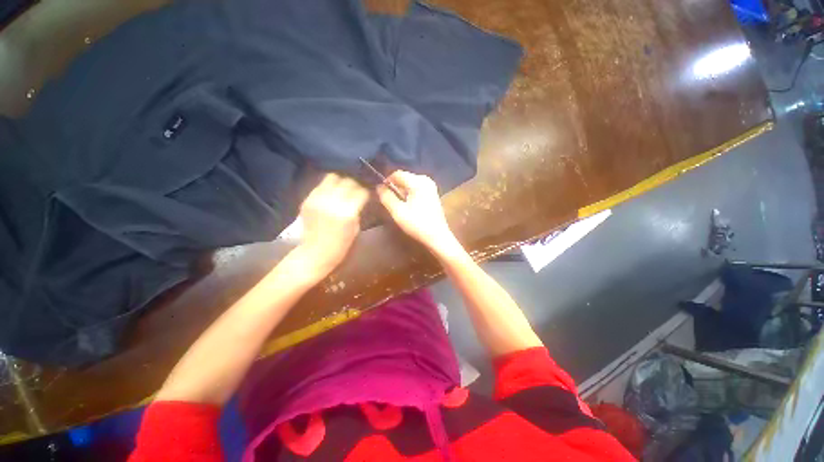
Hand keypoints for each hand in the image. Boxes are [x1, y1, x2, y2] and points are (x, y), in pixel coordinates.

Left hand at [294, 173, 368, 278]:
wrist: (315, 253)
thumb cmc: (341, 245)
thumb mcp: (356, 228)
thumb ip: (357, 210)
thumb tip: (360, 198)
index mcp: (347, 212)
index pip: (361, 191)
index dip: (366, 192)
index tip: (367, 195)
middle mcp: (333, 202)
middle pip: (348, 181)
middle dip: (355, 185)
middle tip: (356, 190)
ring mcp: (318, 199)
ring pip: (332, 178)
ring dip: (340, 182)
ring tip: (343, 189)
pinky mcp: (308, 200)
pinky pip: (320, 185)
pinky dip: (328, 187)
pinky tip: (331, 193)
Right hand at [376, 171, 460, 256]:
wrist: (437, 237)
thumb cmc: (417, 224)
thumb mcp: (398, 211)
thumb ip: (387, 197)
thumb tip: (379, 186)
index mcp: (418, 181)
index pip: (397, 174)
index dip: (386, 181)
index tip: (380, 193)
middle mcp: (426, 180)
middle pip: (404, 178)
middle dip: (394, 187)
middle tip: (388, 200)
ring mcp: (431, 187)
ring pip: (409, 184)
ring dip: (401, 192)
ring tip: (397, 205)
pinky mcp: (432, 194)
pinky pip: (416, 189)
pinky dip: (409, 195)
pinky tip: (407, 206)